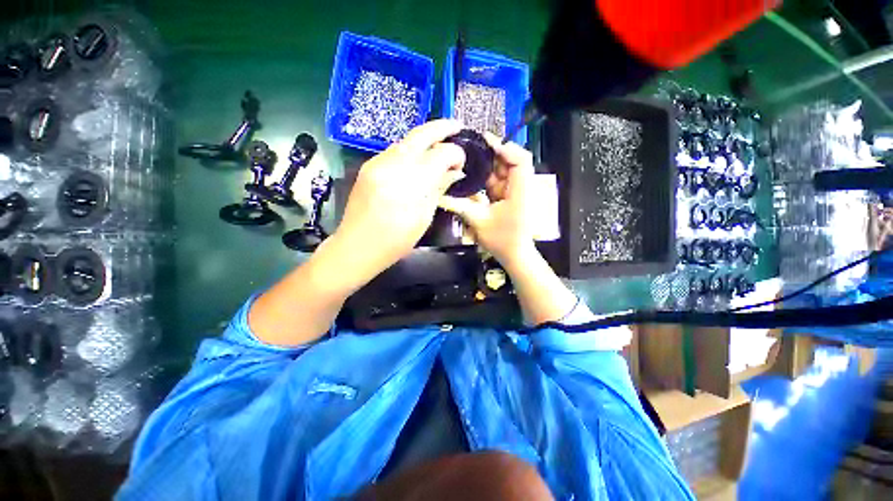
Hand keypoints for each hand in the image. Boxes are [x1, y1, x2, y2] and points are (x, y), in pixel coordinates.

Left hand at [333, 119, 466, 276]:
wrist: (357, 245)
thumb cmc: (396, 240)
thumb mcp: (424, 217)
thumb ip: (439, 189)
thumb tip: (455, 172)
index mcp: (412, 183)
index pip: (440, 154)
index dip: (455, 154)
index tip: (461, 162)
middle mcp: (393, 165)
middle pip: (421, 134)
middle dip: (442, 127)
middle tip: (457, 126)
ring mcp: (377, 163)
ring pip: (406, 140)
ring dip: (425, 139)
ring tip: (439, 144)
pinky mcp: (368, 166)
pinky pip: (394, 151)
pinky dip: (411, 150)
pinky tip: (418, 159)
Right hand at [439, 135, 536, 267]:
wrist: (515, 255)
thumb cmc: (502, 240)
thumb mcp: (478, 222)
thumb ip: (459, 206)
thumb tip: (439, 196)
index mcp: (520, 191)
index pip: (520, 159)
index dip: (505, 147)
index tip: (485, 142)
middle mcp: (521, 187)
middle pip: (511, 160)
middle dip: (492, 154)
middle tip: (470, 149)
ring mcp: (516, 191)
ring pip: (504, 170)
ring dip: (488, 165)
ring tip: (468, 159)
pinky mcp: (510, 196)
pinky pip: (499, 180)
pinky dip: (487, 177)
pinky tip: (473, 175)